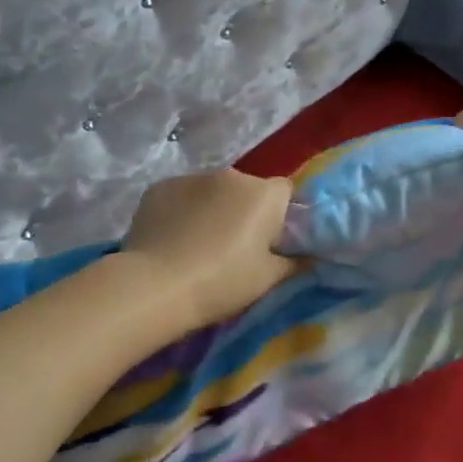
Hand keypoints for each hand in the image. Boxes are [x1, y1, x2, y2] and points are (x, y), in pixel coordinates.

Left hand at [123, 169, 297, 327]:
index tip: (272, 240)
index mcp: (263, 194)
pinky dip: (182, 211)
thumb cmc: (222, 282)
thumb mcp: (268, 279)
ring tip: (198, 244)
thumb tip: (307, 255)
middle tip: (235, 247)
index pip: (285, 192)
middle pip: (247, 189)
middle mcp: (231, 175)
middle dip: (245, 211)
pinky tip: (172, 239)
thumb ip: (293, 262)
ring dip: (212, 209)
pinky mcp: (160, 187)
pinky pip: (181, 196)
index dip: (282, 215)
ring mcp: (192, 177)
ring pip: (212, 191)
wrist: (155, 286)